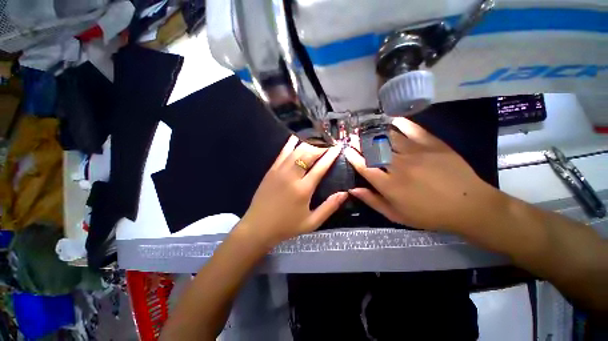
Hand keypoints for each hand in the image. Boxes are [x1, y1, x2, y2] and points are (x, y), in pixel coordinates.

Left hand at [238, 136, 347, 247]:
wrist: (258, 227)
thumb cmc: (286, 226)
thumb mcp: (312, 222)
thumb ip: (329, 207)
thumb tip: (344, 193)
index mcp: (303, 189)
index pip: (320, 167)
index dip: (331, 155)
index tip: (338, 147)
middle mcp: (291, 176)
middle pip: (308, 154)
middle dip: (320, 146)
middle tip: (329, 143)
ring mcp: (279, 171)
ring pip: (296, 151)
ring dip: (308, 144)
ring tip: (317, 140)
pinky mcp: (271, 170)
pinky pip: (282, 153)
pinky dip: (291, 144)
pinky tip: (297, 137)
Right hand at [345, 117, 499, 232]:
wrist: (469, 206)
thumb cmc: (429, 214)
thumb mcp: (396, 215)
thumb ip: (372, 201)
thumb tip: (352, 189)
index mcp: (389, 185)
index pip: (364, 167)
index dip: (353, 157)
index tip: (346, 150)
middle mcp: (399, 166)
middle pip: (373, 149)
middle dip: (359, 141)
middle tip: (352, 136)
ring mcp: (416, 153)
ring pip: (389, 137)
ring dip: (374, 132)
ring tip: (366, 128)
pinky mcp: (432, 144)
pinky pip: (412, 129)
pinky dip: (400, 123)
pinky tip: (392, 120)